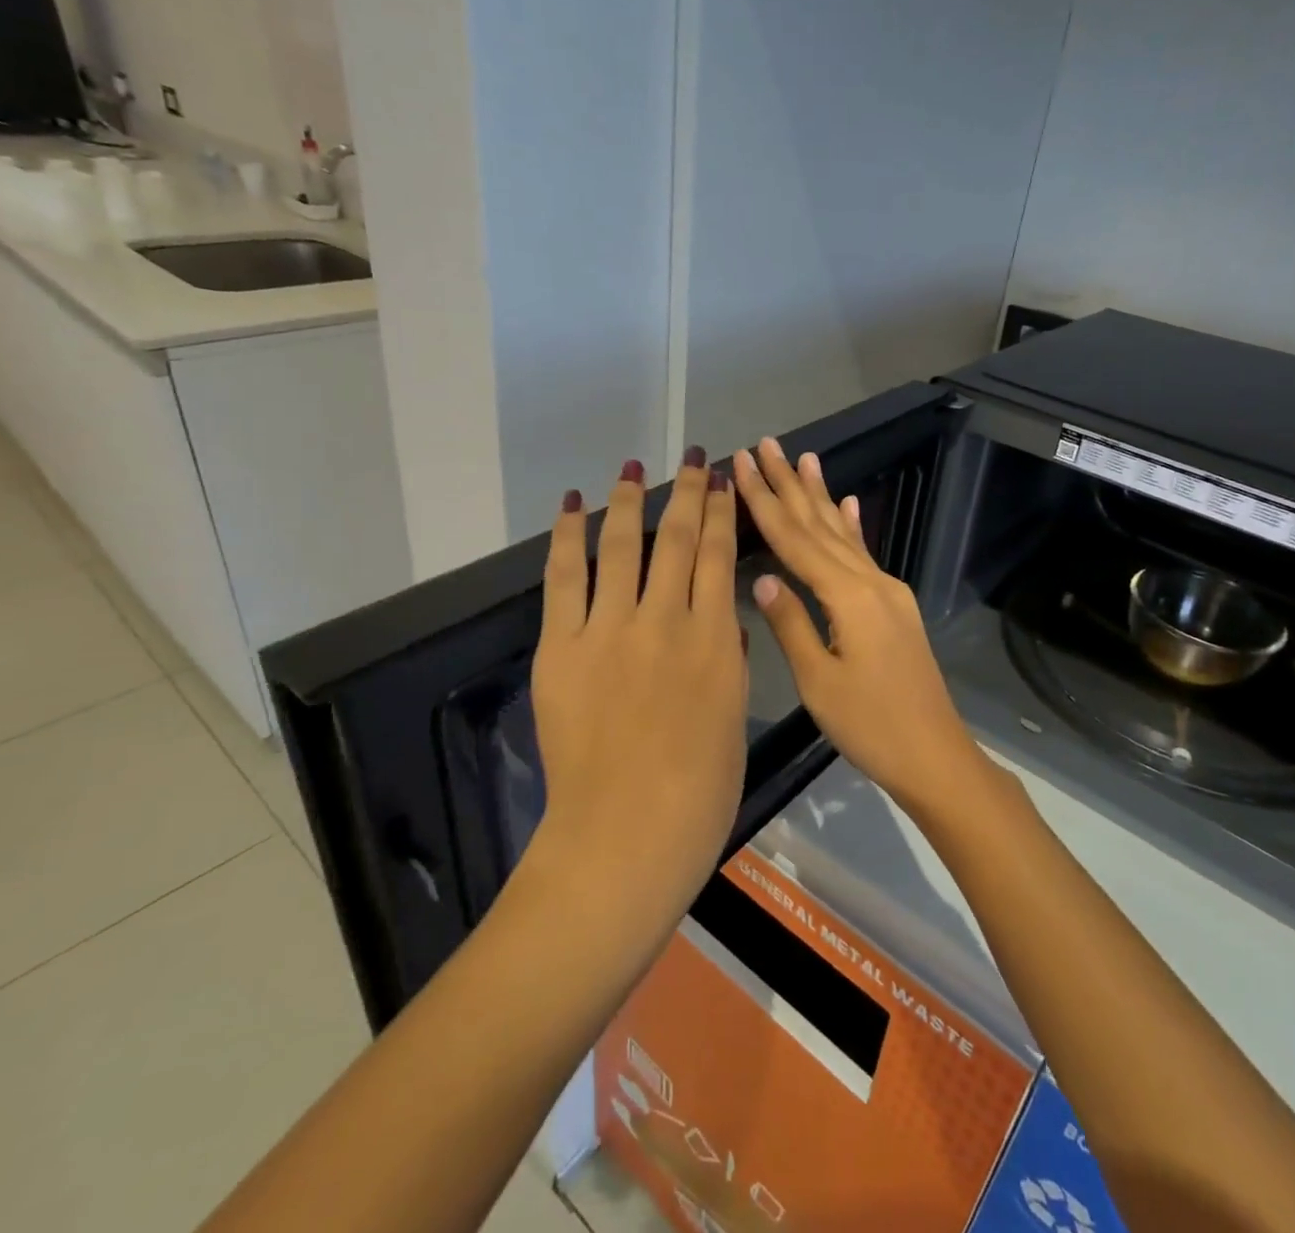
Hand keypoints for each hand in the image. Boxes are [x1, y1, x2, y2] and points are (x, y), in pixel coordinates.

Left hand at [530, 452, 747, 898]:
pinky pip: (564, 578)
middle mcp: (667, 619)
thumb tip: (723, 620)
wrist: (626, 835)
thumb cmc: (699, 791)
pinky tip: (571, 504)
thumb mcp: (731, 718)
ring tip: (632, 466)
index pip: (720, 557)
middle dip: (688, 492)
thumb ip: (728, 661)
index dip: (722, 513)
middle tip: (693, 459)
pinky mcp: (563, 646)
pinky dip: (567, 536)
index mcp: (716, 639)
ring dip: (630, 500)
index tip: (724, 482)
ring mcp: (612, 629)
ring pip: (624, 545)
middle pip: (678, 538)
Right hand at [732, 436, 984, 814]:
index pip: (795, 539)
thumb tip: (762, 577)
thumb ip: (791, 624)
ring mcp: (887, 591)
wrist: (935, 754)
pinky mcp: (894, 606)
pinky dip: (854, 527)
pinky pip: (866, 554)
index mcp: (848, 596)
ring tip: (805, 457)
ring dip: (820, 495)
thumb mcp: (820, 683)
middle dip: (789, 483)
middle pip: (820, 524)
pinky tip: (849, 504)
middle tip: (766, 444)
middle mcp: (870, 581)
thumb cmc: (872, 726)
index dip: (764, 500)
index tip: (741, 464)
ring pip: (843, 533)